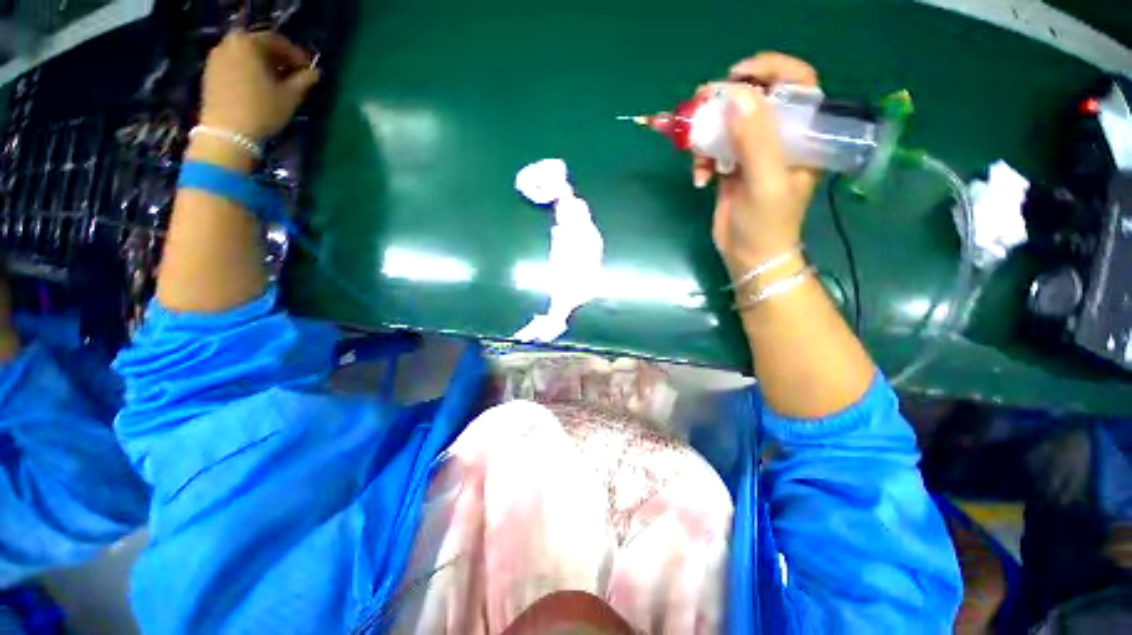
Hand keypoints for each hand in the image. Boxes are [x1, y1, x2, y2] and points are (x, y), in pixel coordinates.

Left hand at [199, 30, 319, 140]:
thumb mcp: (290, 97)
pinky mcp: (210, 73)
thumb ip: (304, 81)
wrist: (226, 133)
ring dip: (262, 66)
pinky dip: (248, 72)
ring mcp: (216, 58)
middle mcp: (229, 44)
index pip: (277, 41)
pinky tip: (258, 88)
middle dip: (278, 59)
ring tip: (277, 83)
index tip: (308, 70)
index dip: (295, 55)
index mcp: (248, 43)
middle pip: (258, 46)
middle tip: (293, 76)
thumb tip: (315, 73)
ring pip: (245, 56)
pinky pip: (234, 65)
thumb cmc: (261, 110)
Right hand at [692, 53, 820, 275]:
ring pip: (729, 124)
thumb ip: (756, 139)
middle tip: (701, 102)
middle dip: (726, 99)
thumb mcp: (766, 181)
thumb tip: (736, 95)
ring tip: (692, 147)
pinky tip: (699, 180)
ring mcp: (753, 153)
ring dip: (707, 132)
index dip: (770, 69)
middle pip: (755, 100)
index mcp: (803, 134)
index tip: (736, 75)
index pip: (797, 84)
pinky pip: (713, 151)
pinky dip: (701, 161)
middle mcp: (780, 138)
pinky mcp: (731, 169)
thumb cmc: (767, 223)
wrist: (749, 257)